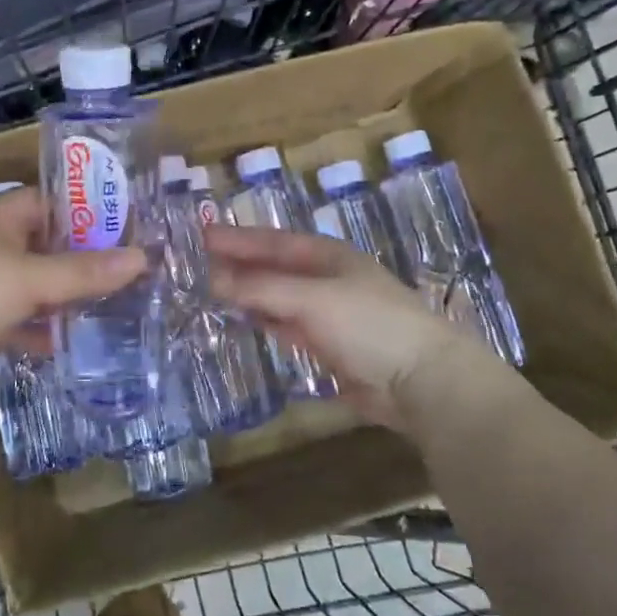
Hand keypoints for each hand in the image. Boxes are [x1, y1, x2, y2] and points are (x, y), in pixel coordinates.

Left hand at [0, 188, 146, 393]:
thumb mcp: (30, 279)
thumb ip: (84, 272)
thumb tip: (141, 258)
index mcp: (2, 216)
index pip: (55, 204)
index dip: (91, 216)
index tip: (128, 235)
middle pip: (46, 247)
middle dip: (82, 263)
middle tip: (128, 279)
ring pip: (30, 286)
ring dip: (60, 300)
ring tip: (108, 313)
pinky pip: (11, 319)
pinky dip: (34, 330)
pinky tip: (63, 345)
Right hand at [205, 224, 499, 434]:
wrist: (421, 380)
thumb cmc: (369, 325)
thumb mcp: (311, 299)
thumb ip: (260, 288)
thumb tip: (212, 279)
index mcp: (327, 255)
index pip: (272, 241)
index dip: (237, 238)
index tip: (201, 234)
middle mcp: (324, 278)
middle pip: (272, 267)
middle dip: (238, 263)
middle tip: (195, 262)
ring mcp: (326, 312)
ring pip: (276, 296)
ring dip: (247, 292)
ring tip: (208, 288)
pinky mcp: (326, 344)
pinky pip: (285, 324)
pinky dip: (263, 319)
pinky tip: (242, 318)